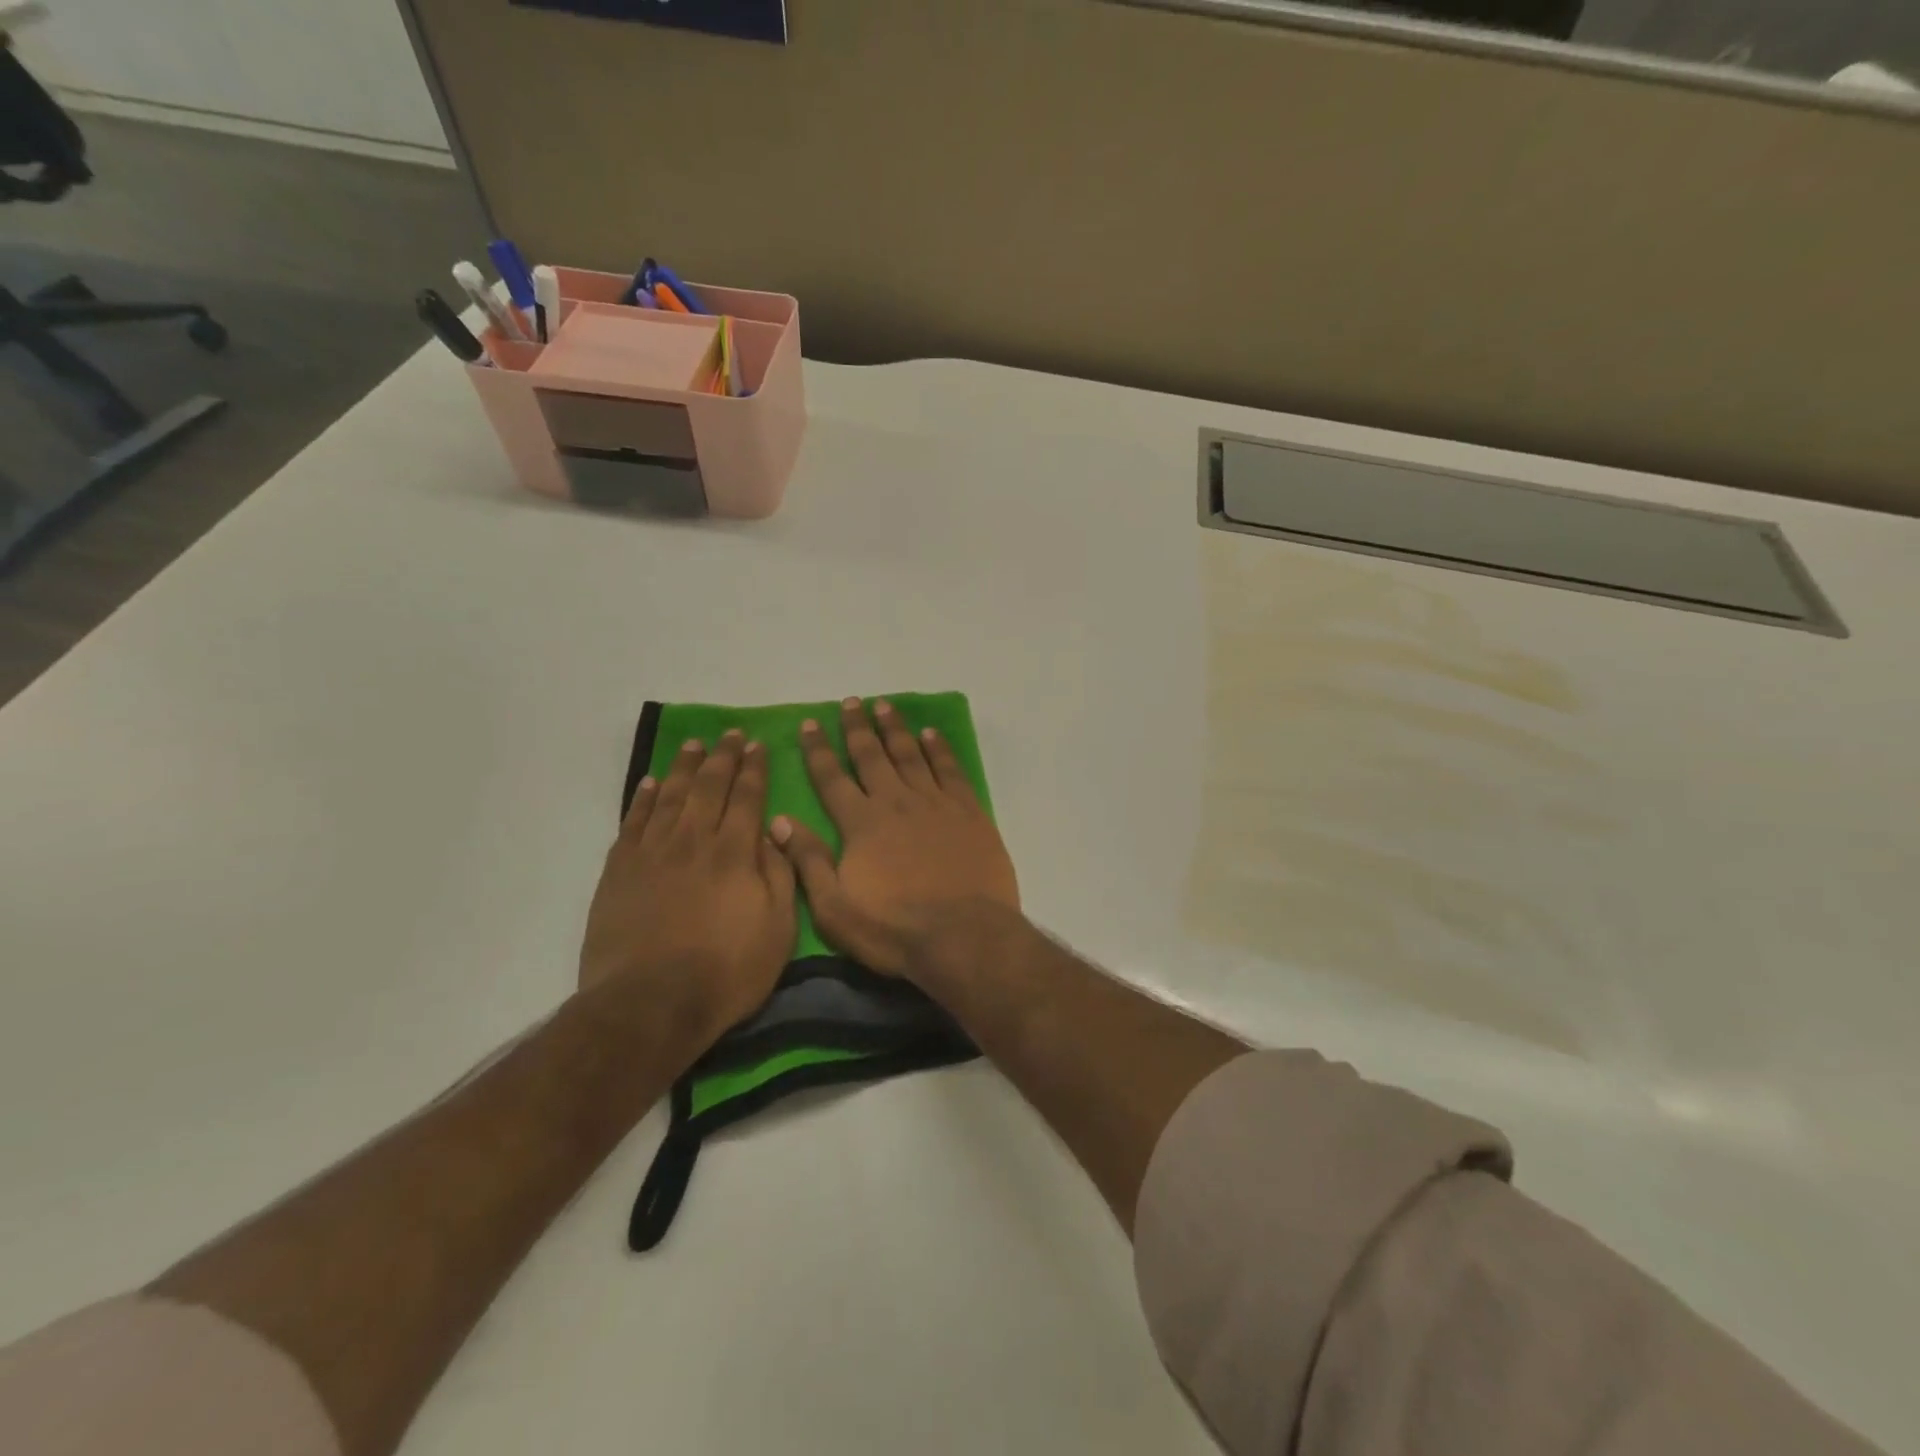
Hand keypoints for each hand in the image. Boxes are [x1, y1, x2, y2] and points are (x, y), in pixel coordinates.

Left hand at [579, 731, 795, 1033]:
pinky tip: (650, 783)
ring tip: (694, 745)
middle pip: (709, 787)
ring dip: (685, 767)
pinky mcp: (620, 871)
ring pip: (670, 796)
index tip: (758, 745)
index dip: (754, 768)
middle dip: (723, 757)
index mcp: (735, 853)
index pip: (747, 797)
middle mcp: (694, 841)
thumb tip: (772, 832)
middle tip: (730, 734)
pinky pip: (633, 822)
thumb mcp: (778, 929)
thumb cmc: (727, 972)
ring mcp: (652, 853)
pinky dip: (643, 798)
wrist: (650, 1004)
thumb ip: (779, 875)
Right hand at [771, 698, 1018, 976]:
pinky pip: (949, 769)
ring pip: (910, 754)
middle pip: (872, 756)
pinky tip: (930, 733)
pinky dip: (938, 748)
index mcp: (861, 824)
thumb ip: (807, 862)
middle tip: (851, 702)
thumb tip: (778, 820)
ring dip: (895, 728)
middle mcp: (896, 802)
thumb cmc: (894, 929)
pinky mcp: (968, 811)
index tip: (809, 723)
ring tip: (884, 706)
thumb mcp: (835, 909)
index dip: (818, 750)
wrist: (964, 936)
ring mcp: (935, 803)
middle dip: (857, 727)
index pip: (832, 778)